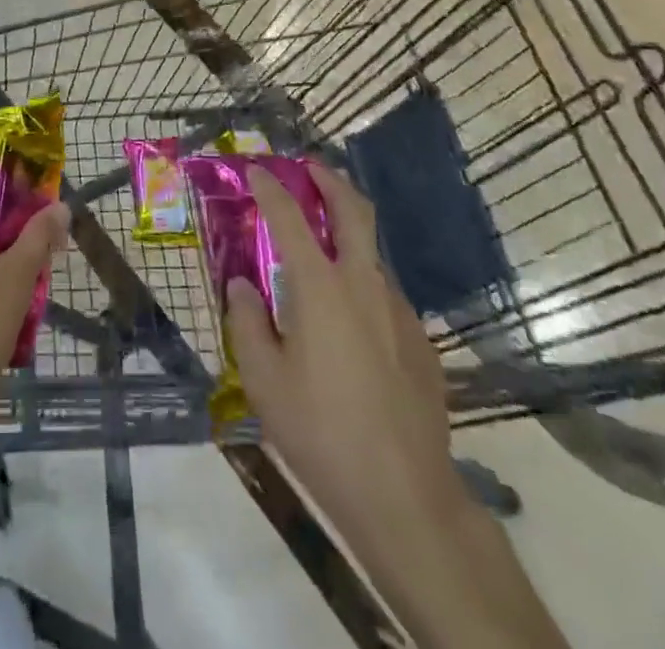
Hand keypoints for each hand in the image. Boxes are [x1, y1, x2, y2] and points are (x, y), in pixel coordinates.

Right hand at [227, 162, 458, 532]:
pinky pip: (385, 295)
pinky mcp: (421, 341)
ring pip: (373, 252)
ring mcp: (399, 311)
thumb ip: (247, 321)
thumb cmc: (320, 430)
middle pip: (353, 210)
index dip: (270, 188)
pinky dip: (362, 282)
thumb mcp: (263, 379)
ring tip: (324, 247)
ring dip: (349, 232)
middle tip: (310, 168)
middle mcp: (363, 284)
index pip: (289, 217)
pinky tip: (349, 320)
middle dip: (330, 180)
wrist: (405, 495)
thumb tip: (243, 285)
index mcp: (320, 286)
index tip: (256, 170)